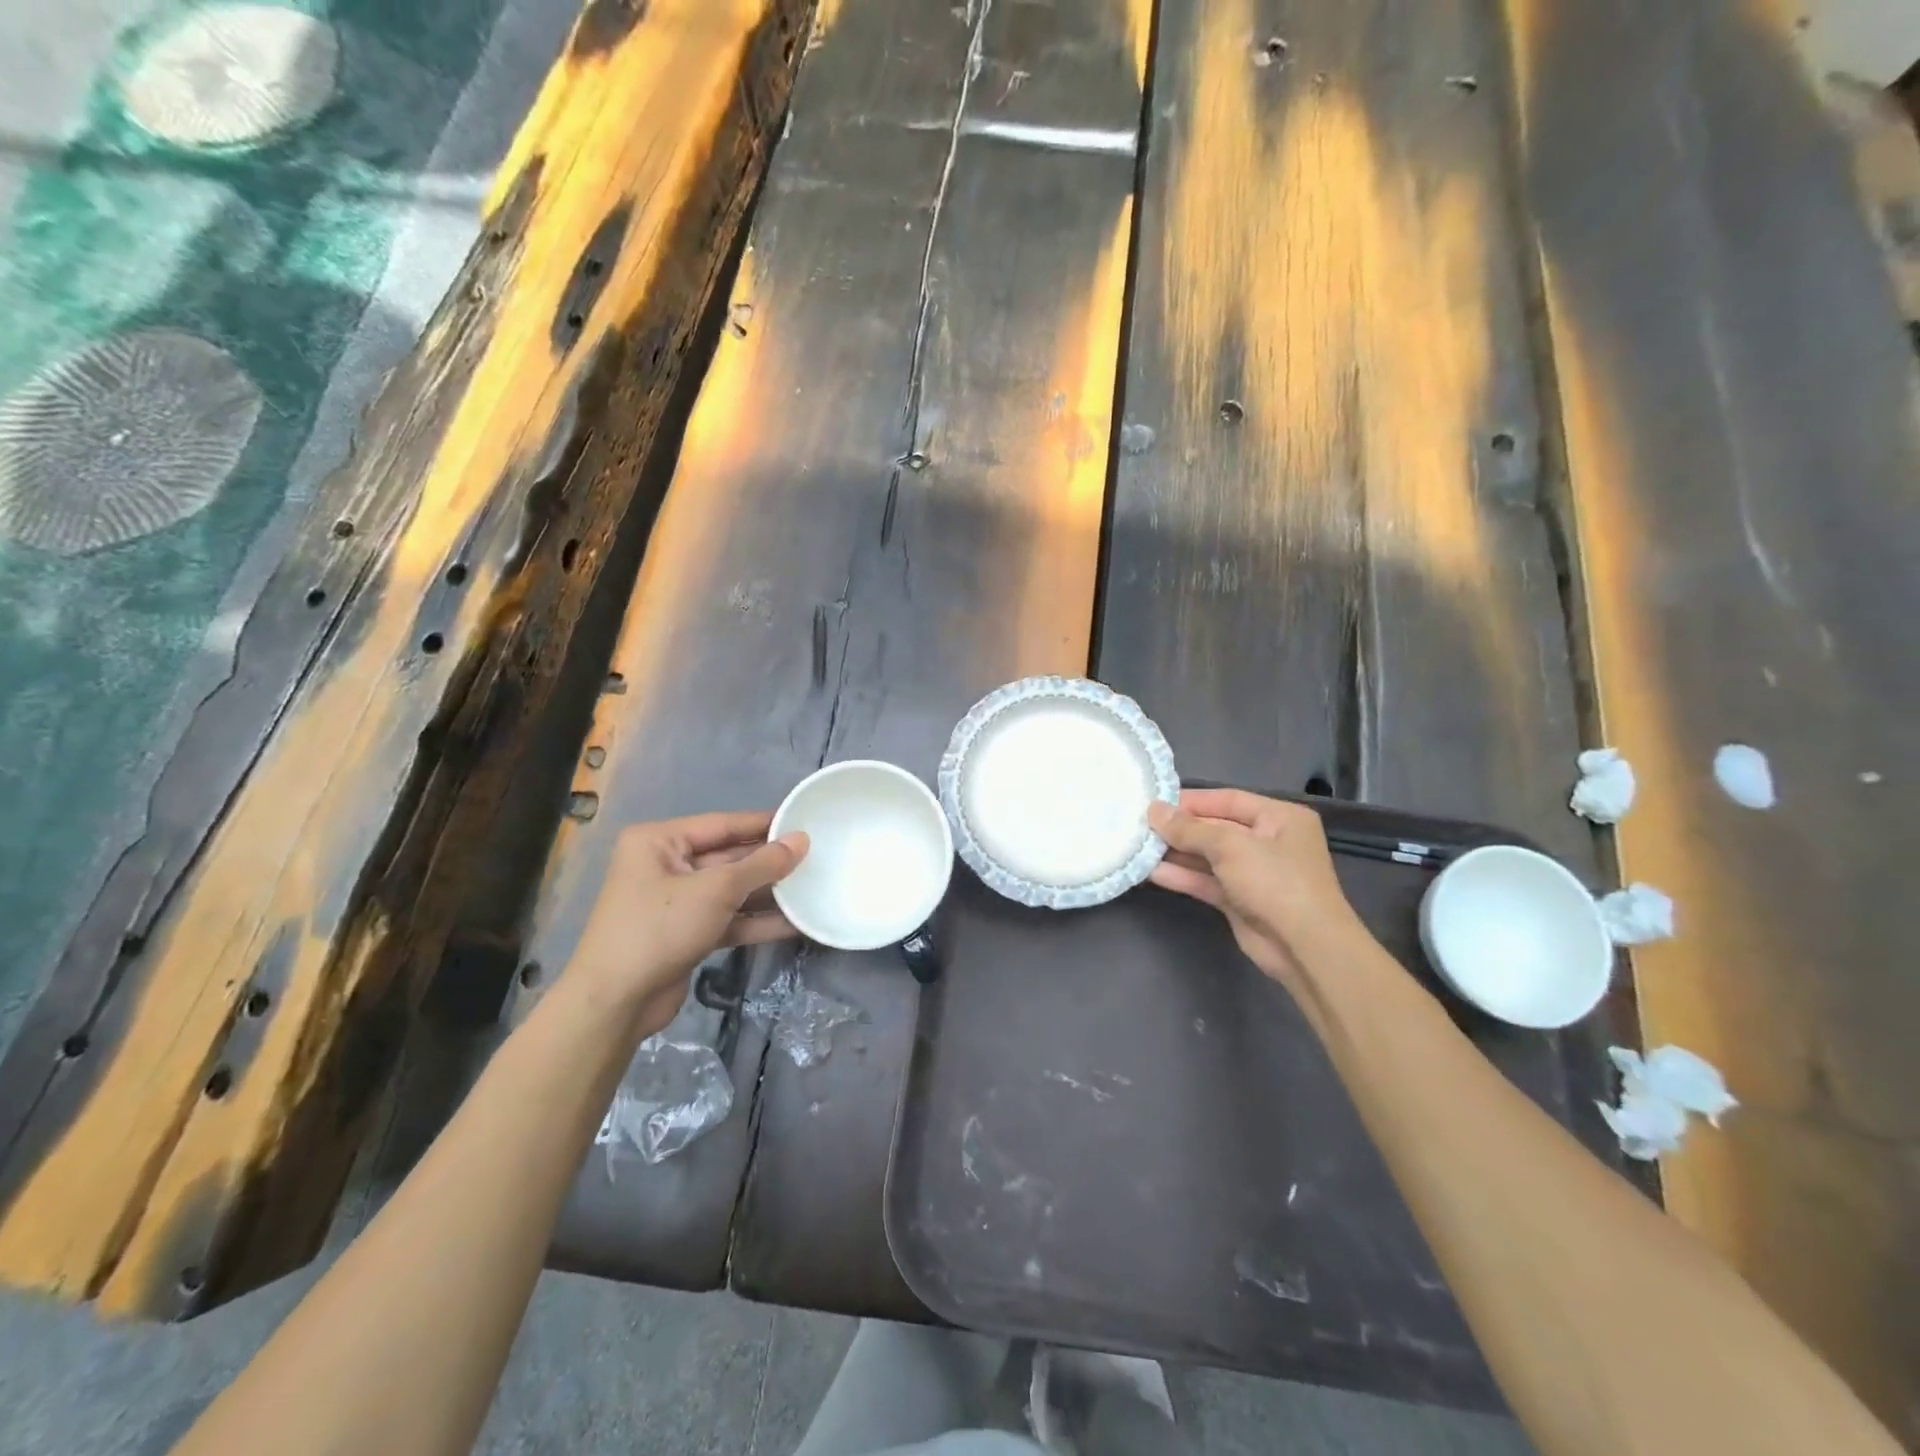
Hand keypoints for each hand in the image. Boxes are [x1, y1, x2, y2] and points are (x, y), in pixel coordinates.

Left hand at [568, 811, 807, 1036]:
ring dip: (768, 893)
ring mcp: (676, 902)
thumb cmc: (660, 928)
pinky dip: (756, 921)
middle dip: (769, 862)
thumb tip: (802, 840)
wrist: (616, 1003)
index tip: (803, 821)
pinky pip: (728, 919)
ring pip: (731, 891)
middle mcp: (665, 865)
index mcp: (659, 841)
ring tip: (813, 887)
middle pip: (728, 857)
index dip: (763, 824)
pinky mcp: (686, 934)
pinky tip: (794, 923)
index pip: (722, 824)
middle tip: (816, 857)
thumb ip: (762, 864)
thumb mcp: (716, 890)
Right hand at [1148, 788, 1363, 995]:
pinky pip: (1206, 881)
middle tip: (1139, 825)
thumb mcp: (1230, 845)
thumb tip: (1154, 811)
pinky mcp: (1239, 900)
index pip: (1227, 800)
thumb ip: (1189, 828)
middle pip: (1215, 827)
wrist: (1305, 947)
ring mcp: (1253, 873)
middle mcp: (1267, 841)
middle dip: (1179, 828)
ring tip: (1138, 846)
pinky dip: (1182, 876)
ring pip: (1207, 856)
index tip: (1153, 803)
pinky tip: (1151, 872)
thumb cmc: (1275, 881)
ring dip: (1175, 853)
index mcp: (1279, 817)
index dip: (1190, 801)